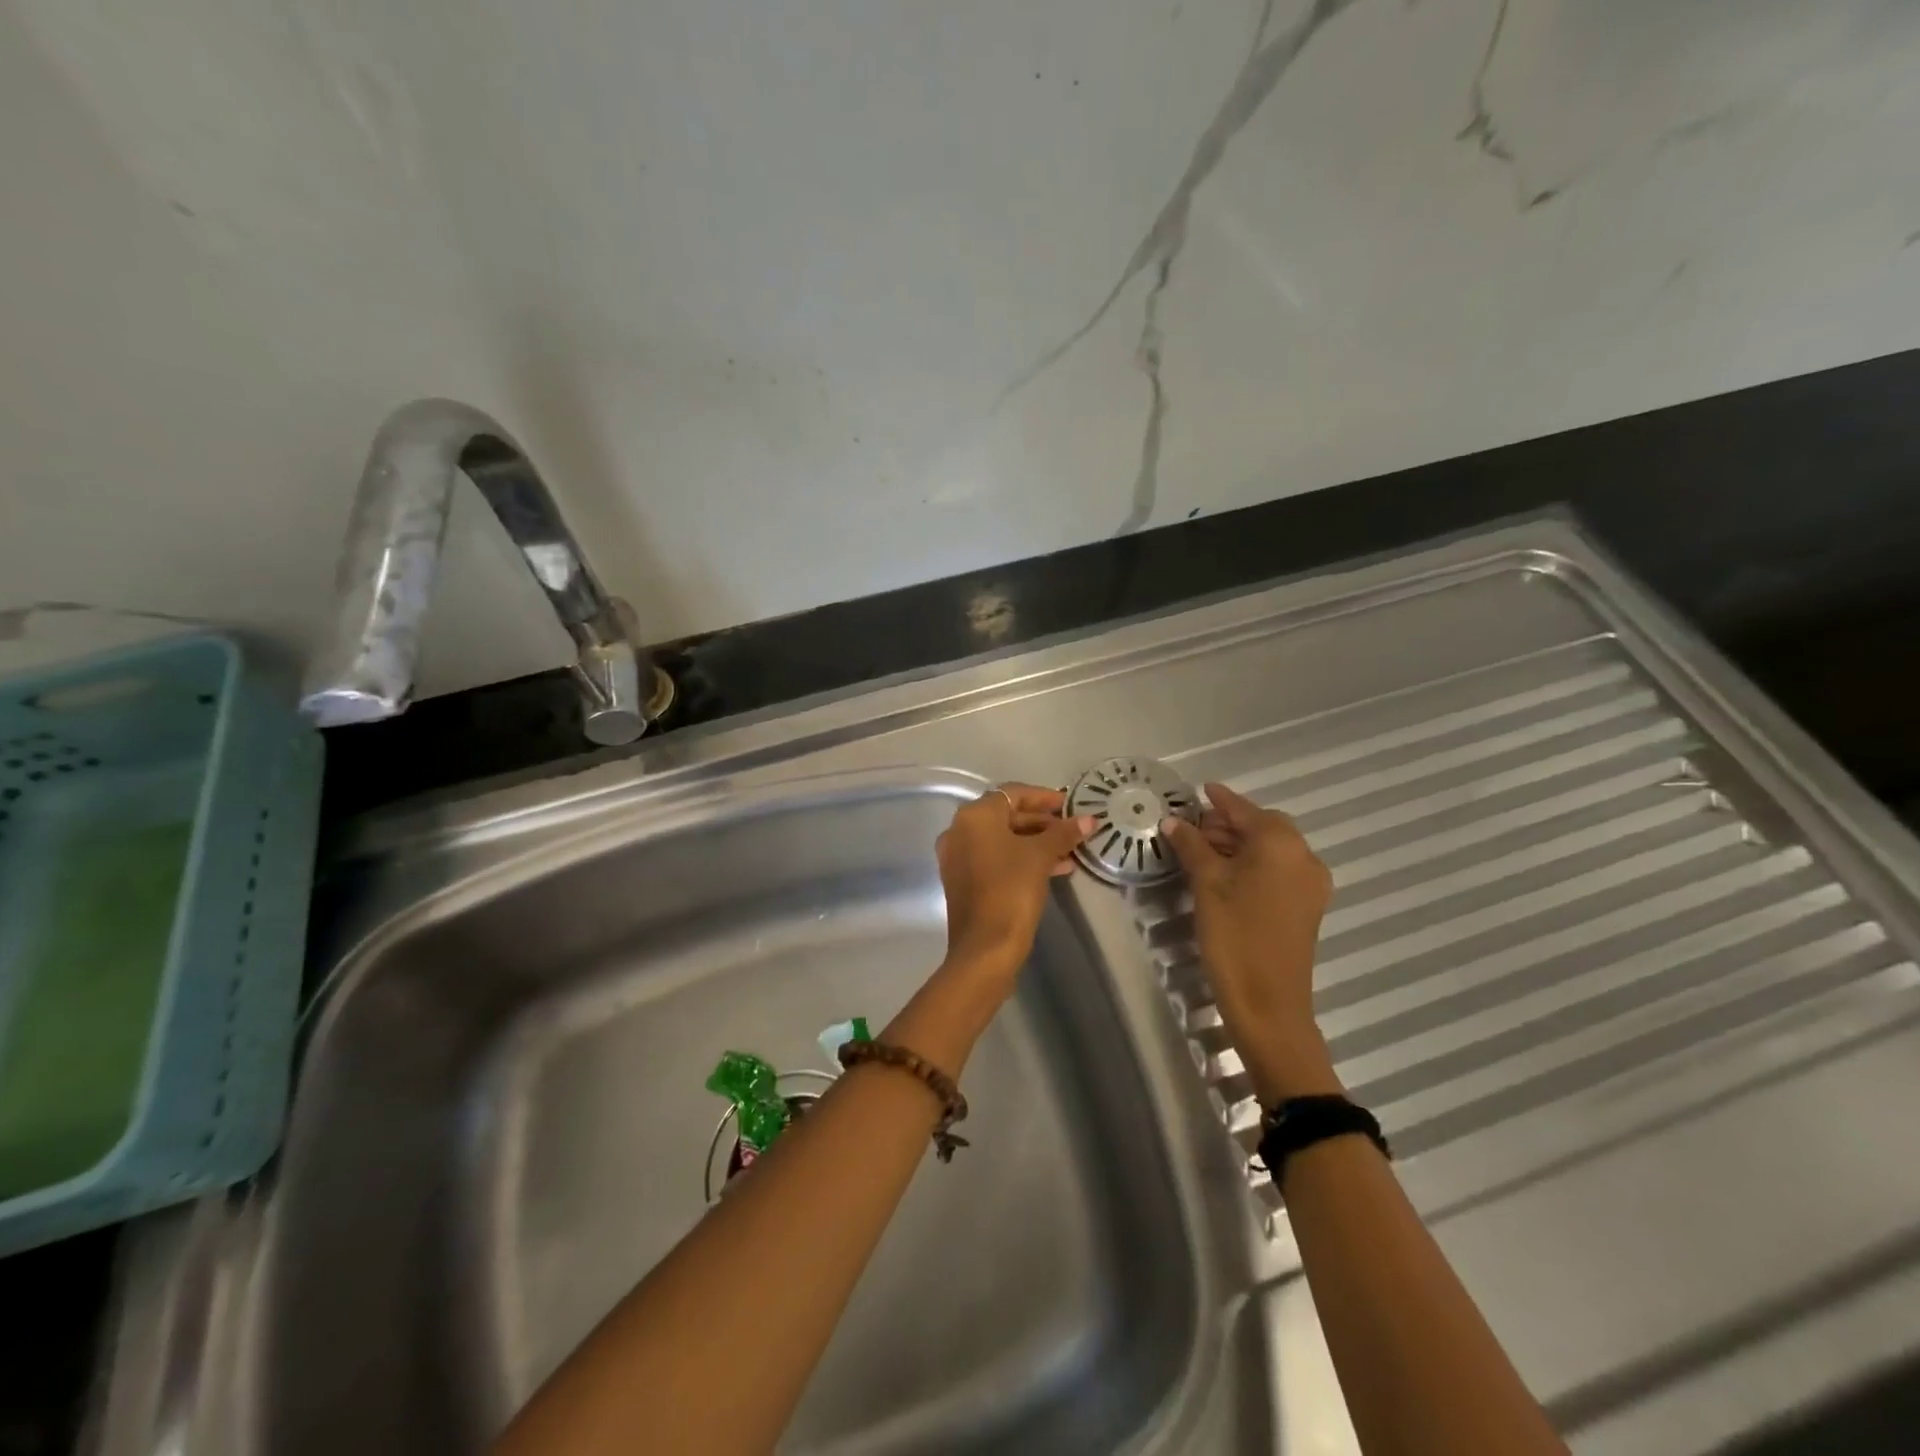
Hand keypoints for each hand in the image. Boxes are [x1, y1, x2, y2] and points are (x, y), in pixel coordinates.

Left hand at [935, 783, 1092, 985]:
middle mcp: (959, 831)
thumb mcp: (1041, 856)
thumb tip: (1089, 819)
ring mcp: (958, 857)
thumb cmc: (1011, 890)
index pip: (1014, 794)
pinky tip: (1054, 869)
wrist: (985, 947)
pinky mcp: (963, 880)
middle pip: (1006, 815)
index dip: (1045, 797)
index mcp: (974, 816)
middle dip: (1043, 822)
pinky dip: (1021, 858)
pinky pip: (995, 858)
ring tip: (1070, 852)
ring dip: (1036, 842)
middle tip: (1072, 830)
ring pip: (1003, 839)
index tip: (1071, 806)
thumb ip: (1064, 833)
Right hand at [1160, 782, 1341, 1100]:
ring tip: (1202, 851)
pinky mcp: (1307, 905)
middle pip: (1263, 826)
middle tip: (1192, 829)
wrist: (1268, 1002)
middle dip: (1228, 823)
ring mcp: (1310, 883)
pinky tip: (1226, 874)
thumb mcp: (1206, 884)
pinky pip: (1279, 869)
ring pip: (1271, 849)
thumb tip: (1172, 821)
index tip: (1200, 789)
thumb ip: (1191, 845)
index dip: (1219, 799)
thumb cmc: (1234, 935)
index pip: (1244, 809)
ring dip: (1240, 844)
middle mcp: (1304, 856)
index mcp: (1281, 843)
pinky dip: (1254, 863)